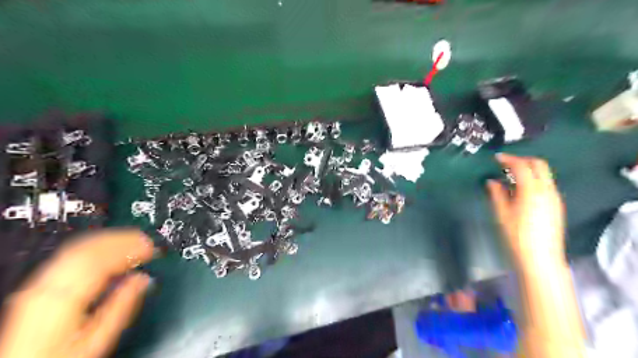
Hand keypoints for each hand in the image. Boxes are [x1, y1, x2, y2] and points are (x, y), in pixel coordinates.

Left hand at [0, 229, 153, 356]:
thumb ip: (121, 306)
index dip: (128, 249)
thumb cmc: (61, 357)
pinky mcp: (40, 285)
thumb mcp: (97, 339)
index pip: (99, 261)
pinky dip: (94, 247)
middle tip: (145, 239)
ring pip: (77, 249)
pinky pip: (69, 255)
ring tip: (132, 239)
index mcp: (63, 299)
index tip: (149, 248)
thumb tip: (143, 280)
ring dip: (109, 240)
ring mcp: (40, 284)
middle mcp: (47, 286)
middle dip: (121, 240)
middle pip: (87, 250)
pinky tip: (109, 249)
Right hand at [490, 154, 564, 267]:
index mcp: (532, 190)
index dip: (508, 159)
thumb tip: (492, 181)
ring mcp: (554, 197)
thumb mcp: (502, 213)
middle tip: (505, 164)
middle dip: (522, 160)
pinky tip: (520, 190)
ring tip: (510, 177)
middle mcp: (547, 190)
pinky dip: (533, 180)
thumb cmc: (516, 235)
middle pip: (538, 164)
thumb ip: (497, 194)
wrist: (540, 257)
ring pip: (544, 174)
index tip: (496, 158)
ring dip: (528, 170)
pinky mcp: (556, 205)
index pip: (521, 166)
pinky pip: (545, 184)